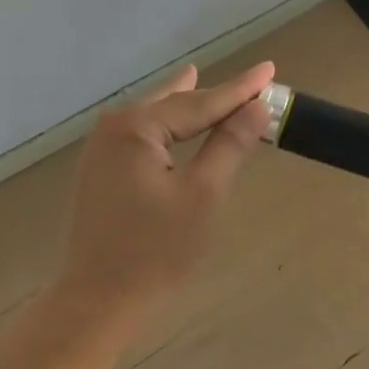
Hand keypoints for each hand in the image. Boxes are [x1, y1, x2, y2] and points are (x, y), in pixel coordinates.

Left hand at [54, 60, 275, 324]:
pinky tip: (171, 119)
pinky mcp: (100, 172)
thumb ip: (229, 145)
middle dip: (212, 96)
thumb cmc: (155, 251)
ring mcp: (101, 150)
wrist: (99, 299)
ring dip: (186, 108)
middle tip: (250, 82)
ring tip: (202, 78)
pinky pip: (141, 136)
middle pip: (175, 105)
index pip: (199, 102)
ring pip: (155, 118)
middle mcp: (113, 128)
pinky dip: (166, 128)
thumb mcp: (202, 195)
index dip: (239, 90)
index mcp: (136, 128)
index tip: (269, 69)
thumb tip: (256, 107)